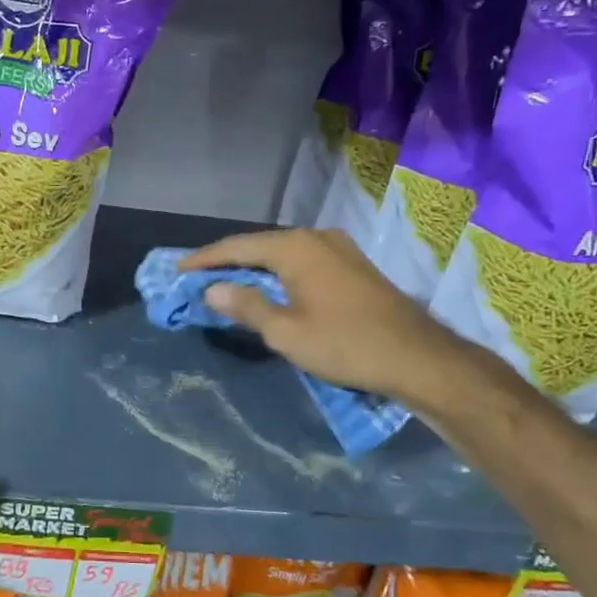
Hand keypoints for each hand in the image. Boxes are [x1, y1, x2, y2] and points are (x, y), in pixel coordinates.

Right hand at [180, 229, 471, 407]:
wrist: (419, 358)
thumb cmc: (346, 345)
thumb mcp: (286, 332)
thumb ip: (246, 306)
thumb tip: (212, 289)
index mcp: (294, 248)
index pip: (236, 247)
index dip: (204, 259)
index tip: (177, 271)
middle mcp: (315, 238)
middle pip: (259, 245)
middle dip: (227, 261)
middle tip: (198, 277)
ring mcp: (339, 248)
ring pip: (282, 252)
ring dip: (254, 267)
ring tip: (227, 282)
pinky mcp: (353, 265)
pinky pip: (303, 261)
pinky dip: (278, 272)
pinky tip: (271, 286)